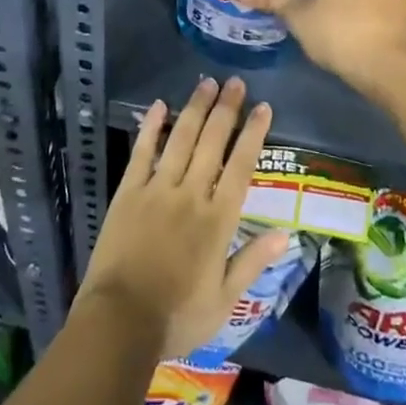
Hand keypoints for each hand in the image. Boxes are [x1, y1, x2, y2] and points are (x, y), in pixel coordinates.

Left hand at [77, 77, 289, 358]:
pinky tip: (159, 105)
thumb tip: (285, 233)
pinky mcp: (128, 192)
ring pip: (181, 139)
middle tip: (236, 83)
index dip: (253, 134)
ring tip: (207, 83)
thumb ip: (252, 262)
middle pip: (212, 143)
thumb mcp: (224, 300)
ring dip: (195, 109)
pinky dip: (151, 126)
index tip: (263, 107)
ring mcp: (157, 189)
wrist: (120, 321)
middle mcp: (191, 195)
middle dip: (226, 110)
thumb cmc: (177, 317)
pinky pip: (142, 152)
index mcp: (217, 220)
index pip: (241, 166)